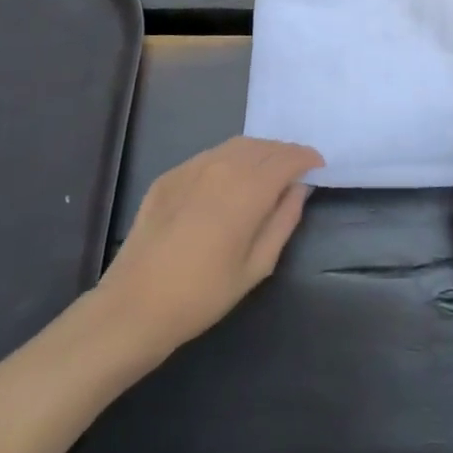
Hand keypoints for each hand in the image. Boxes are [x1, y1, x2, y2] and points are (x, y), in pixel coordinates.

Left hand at [93, 136, 323, 366]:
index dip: (306, 158)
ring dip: (259, 152)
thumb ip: (284, 221)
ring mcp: (192, 167)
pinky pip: (210, 156)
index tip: (318, 165)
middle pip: (263, 146)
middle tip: (296, 169)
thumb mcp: (256, 266)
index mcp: (248, 189)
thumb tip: (299, 189)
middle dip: (284, 153)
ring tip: (267, 170)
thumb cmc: (202, 294)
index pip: (287, 158)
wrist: (134, 306)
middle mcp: (222, 166)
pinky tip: (229, 180)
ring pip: (236, 146)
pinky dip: (230, 159)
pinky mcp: (170, 175)